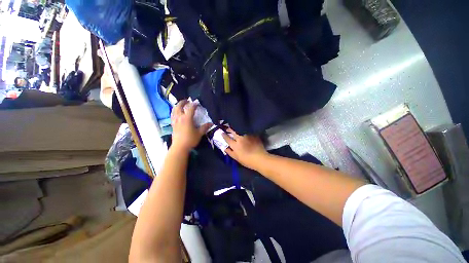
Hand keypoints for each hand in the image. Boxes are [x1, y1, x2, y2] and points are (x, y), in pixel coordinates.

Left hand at [171, 100, 211, 151]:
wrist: (180, 147)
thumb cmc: (190, 139)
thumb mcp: (199, 133)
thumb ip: (205, 127)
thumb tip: (211, 123)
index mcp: (187, 118)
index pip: (190, 108)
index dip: (194, 104)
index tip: (197, 103)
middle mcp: (180, 117)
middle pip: (179, 106)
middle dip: (183, 102)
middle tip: (187, 100)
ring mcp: (175, 121)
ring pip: (174, 110)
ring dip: (177, 106)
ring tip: (181, 105)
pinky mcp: (172, 125)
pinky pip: (172, 115)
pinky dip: (174, 111)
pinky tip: (176, 113)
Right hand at [222, 128, 268, 170]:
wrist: (260, 159)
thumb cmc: (247, 160)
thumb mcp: (237, 158)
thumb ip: (230, 152)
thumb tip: (224, 148)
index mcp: (235, 145)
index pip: (227, 138)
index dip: (224, 135)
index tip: (222, 132)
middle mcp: (240, 138)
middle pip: (233, 131)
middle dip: (229, 129)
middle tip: (227, 128)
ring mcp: (247, 135)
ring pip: (239, 129)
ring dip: (236, 128)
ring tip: (234, 127)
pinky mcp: (253, 134)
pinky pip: (247, 130)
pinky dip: (244, 129)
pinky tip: (243, 129)